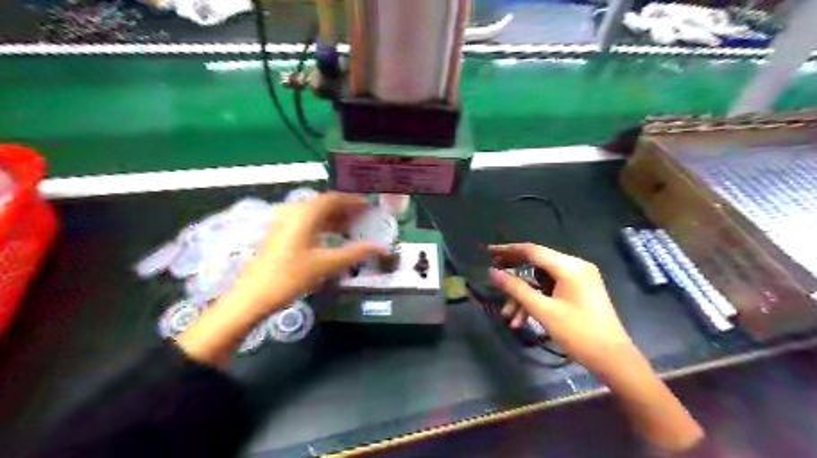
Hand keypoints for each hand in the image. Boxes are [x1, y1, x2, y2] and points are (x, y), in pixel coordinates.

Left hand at [176, 192, 383, 367]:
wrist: (253, 296)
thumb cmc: (291, 276)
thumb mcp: (327, 264)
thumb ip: (356, 252)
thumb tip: (382, 247)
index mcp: (305, 214)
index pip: (333, 198)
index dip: (353, 200)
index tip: (369, 205)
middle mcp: (293, 212)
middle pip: (323, 204)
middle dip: (345, 209)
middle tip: (364, 217)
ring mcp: (283, 222)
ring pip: (314, 213)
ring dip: (333, 218)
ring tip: (352, 227)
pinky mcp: (279, 234)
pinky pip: (305, 222)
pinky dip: (322, 226)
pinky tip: (331, 238)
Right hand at [488, 243, 634, 375]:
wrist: (613, 359)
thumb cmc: (578, 333)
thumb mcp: (542, 310)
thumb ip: (516, 288)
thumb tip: (492, 272)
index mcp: (569, 266)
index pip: (532, 250)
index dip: (507, 250)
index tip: (488, 252)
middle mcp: (575, 266)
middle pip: (536, 263)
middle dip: (514, 276)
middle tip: (493, 280)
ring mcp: (579, 279)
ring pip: (541, 280)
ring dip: (524, 296)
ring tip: (509, 317)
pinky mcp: (580, 291)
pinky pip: (551, 289)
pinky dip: (537, 300)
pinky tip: (523, 320)